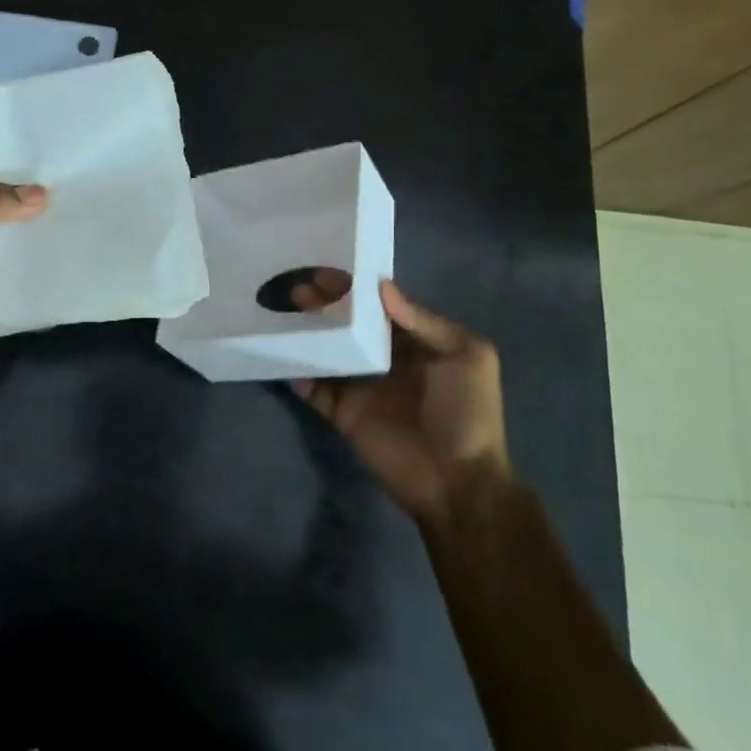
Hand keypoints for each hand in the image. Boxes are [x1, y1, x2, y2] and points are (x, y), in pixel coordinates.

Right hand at [290, 272, 508, 523]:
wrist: (458, 483)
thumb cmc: (467, 413)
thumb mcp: (467, 357)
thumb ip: (424, 321)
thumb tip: (381, 287)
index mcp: (417, 343)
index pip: (381, 308)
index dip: (357, 289)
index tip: (329, 268)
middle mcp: (386, 360)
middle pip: (350, 326)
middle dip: (326, 306)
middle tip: (299, 288)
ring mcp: (362, 387)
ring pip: (329, 352)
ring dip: (308, 333)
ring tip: (284, 313)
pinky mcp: (344, 414)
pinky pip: (315, 390)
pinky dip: (298, 373)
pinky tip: (282, 354)